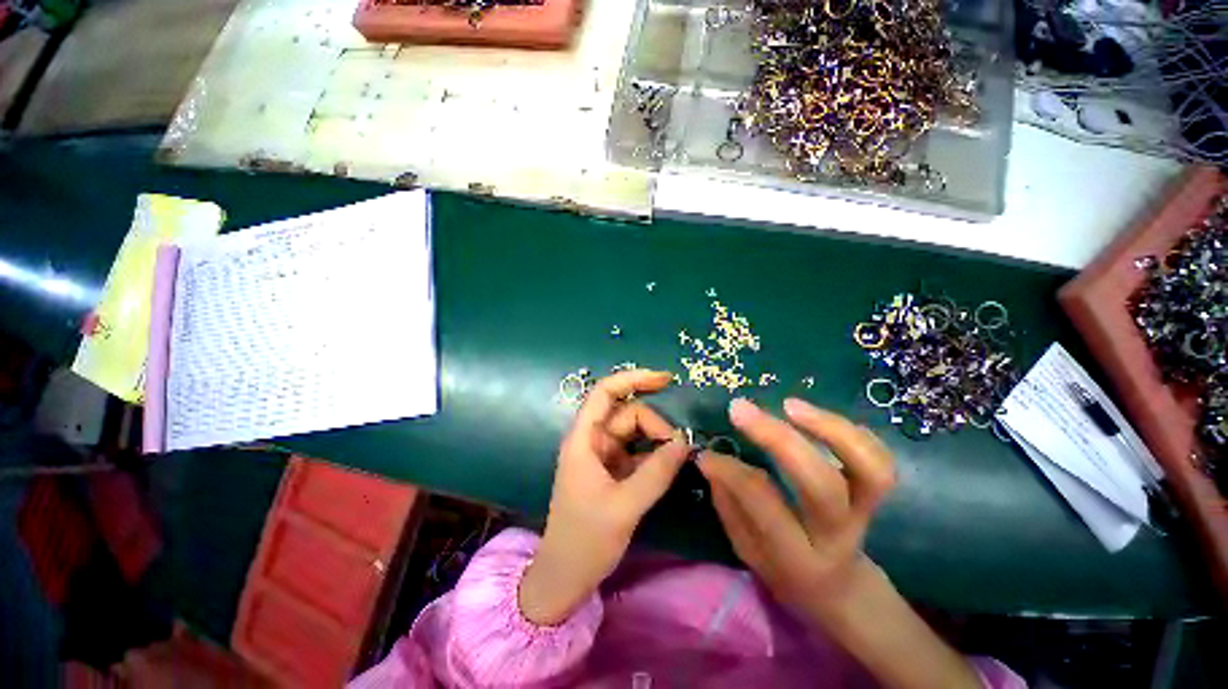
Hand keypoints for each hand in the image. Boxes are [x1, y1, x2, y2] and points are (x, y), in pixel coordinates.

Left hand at [519, 370, 689, 624]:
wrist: (565, 577)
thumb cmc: (586, 540)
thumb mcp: (625, 506)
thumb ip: (657, 472)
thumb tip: (685, 442)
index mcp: (584, 439)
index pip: (605, 392)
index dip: (633, 379)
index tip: (666, 379)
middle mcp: (593, 440)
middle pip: (628, 413)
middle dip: (655, 425)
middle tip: (679, 450)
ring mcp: (603, 455)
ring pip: (635, 432)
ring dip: (657, 440)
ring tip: (676, 459)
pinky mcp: (612, 470)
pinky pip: (637, 452)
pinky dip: (654, 455)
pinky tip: (668, 467)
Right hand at [698, 397, 895, 616]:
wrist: (838, 590)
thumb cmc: (782, 568)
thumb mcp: (746, 548)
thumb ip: (729, 503)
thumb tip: (711, 458)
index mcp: (797, 557)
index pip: (763, 503)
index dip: (730, 471)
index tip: (706, 453)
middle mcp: (836, 535)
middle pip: (821, 484)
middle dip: (778, 438)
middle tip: (740, 409)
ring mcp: (864, 513)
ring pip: (869, 469)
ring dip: (829, 428)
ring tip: (789, 405)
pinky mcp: (875, 496)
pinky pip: (880, 459)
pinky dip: (851, 430)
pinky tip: (814, 416)